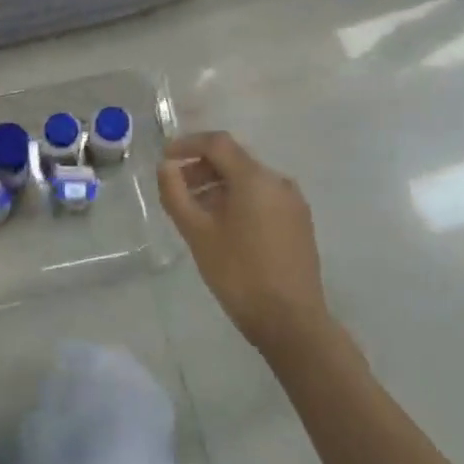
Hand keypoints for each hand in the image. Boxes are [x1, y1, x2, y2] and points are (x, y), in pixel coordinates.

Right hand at [157, 132, 347, 361]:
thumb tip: (166, 167)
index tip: (165, 159)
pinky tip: (223, 227)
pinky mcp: (299, 223)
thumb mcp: (197, 233)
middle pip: (234, 160)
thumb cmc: (238, 273)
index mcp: (255, 178)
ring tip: (195, 211)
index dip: (187, 145)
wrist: (290, 320)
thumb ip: (176, 194)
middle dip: (201, 168)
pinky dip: (238, 200)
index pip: (218, 143)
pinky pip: (263, 198)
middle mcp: (278, 181)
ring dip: (218, 186)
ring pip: (249, 181)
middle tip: (175, 189)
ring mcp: (293, 203)